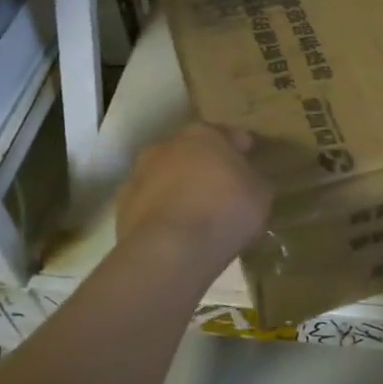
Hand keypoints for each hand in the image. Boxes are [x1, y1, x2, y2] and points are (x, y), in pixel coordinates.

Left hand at [117, 123, 273, 264]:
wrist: (171, 249)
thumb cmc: (225, 210)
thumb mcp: (260, 193)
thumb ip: (253, 180)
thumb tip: (248, 180)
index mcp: (202, 134)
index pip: (225, 134)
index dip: (239, 147)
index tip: (248, 159)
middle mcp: (166, 146)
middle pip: (190, 152)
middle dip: (204, 165)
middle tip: (221, 187)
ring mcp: (138, 174)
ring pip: (165, 177)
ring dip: (179, 188)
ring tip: (196, 213)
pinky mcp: (122, 206)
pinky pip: (150, 204)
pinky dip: (162, 212)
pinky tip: (176, 231)